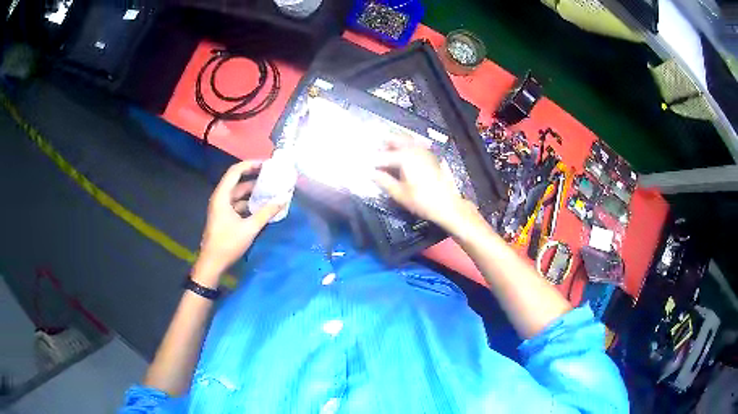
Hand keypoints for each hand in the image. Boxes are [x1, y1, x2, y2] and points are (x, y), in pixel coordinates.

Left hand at [193, 160, 283, 286]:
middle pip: (237, 181)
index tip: (266, 164)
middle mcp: (220, 198)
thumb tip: (283, 199)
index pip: (236, 171)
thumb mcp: (250, 228)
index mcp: (222, 196)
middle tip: (272, 177)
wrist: (212, 263)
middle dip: (254, 178)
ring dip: (253, 193)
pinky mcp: (224, 217)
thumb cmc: (228, 243)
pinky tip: (262, 208)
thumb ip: (267, 212)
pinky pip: (237, 204)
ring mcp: (221, 208)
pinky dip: (249, 203)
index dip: (251, 164)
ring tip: (270, 191)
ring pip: (238, 194)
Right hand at [372, 140, 473, 231]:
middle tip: (371, 154)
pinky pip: (413, 145)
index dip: (370, 160)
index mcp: (405, 156)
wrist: (448, 205)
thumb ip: (383, 181)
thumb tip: (370, 173)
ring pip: (404, 140)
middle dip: (381, 145)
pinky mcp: (429, 155)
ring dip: (393, 144)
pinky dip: (403, 148)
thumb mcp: (400, 194)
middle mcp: (414, 148)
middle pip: (394, 139)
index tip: (361, 164)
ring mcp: (423, 150)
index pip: (381, 156)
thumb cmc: (423, 201)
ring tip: (383, 155)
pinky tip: (399, 158)